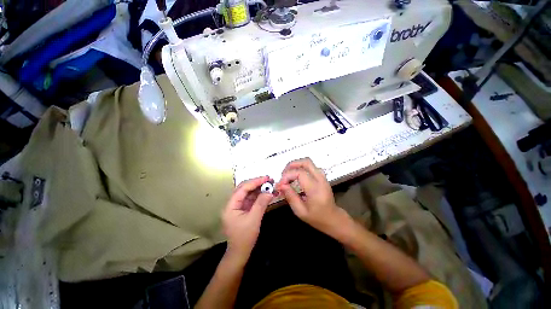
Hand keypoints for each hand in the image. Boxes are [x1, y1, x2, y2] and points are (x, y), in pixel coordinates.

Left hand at [222, 176, 272, 260]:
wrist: (240, 253)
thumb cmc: (245, 237)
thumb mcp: (254, 219)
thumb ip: (261, 203)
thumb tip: (270, 191)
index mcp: (231, 205)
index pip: (242, 188)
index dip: (255, 182)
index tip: (266, 178)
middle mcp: (233, 203)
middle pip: (245, 189)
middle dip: (257, 183)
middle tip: (269, 180)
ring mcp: (238, 206)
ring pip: (249, 193)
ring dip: (259, 189)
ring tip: (270, 185)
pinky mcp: (243, 209)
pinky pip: (251, 199)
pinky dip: (259, 196)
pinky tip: (267, 193)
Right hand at [276, 158, 347, 235]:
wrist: (333, 218)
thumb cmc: (317, 218)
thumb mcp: (301, 211)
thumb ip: (291, 197)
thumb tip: (281, 185)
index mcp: (316, 189)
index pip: (300, 173)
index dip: (287, 176)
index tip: (280, 185)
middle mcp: (320, 180)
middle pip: (306, 162)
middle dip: (291, 165)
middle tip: (283, 174)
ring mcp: (322, 177)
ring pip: (308, 162)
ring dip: (296, 165)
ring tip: (288, 175)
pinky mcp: (322, 177)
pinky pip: (310, 167)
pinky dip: (300, 168)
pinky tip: (295, 177)